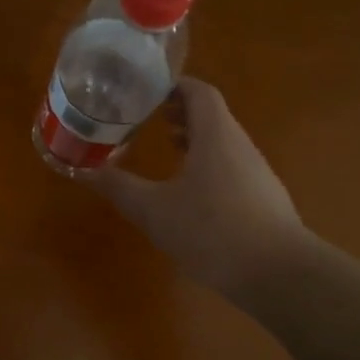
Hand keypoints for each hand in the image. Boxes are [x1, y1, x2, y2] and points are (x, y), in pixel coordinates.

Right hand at [86, 78, 310, 297]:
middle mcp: (240, 145)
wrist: (277, 274)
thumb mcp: (153, 210)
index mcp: (216, 135)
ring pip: (222, 142)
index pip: (199, 92)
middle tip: (147, 117)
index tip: (144, 90)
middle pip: (211, 115)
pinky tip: (190, 192)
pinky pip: (231, 166)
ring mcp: (256, 172)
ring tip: (166, 147)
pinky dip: (207, 164)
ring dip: (194, 139)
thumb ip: (118, 187)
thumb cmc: (211, 230)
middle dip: (180, 112)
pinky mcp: (262, 198)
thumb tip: (82, 170)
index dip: (173, 86)